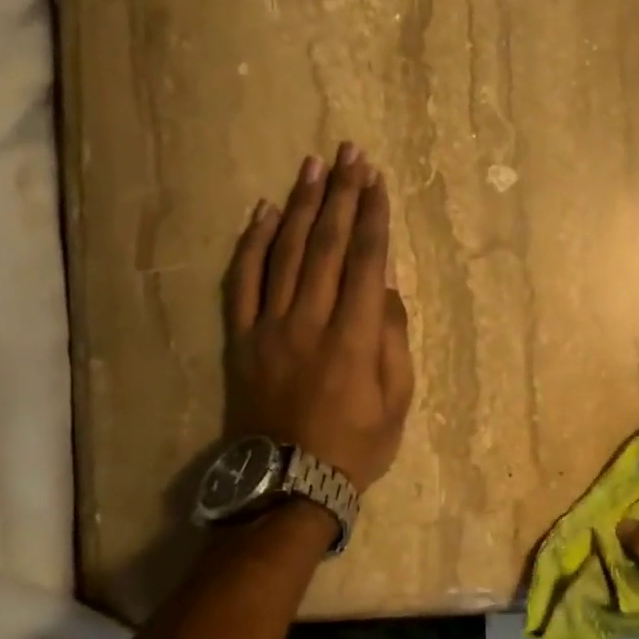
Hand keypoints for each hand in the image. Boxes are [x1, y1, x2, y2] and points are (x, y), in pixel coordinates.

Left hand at [223, 144, 414, 491]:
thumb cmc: (355, 445)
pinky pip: (243, 282)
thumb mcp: (397, 400)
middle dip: (343, 195)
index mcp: (354, 337)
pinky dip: (254, 243)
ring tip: (314, 165)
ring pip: (287, 252)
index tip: (378, 180)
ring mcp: (270, 326)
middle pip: (328, 244)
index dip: (374, 216)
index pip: (367, 261)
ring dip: (303, 205)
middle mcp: (311, 320)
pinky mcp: (242, 338)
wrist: (288, 484)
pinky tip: (265, 212)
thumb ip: (394, 338)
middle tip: (351, 153)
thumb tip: (388, 286)